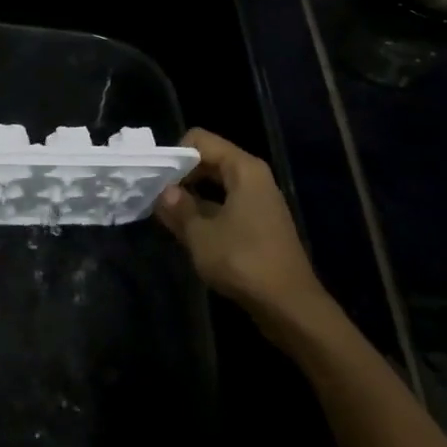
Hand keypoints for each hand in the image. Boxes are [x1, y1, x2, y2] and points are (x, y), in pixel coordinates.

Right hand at [155, 129, 331, 325]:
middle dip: (181, 175)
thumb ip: (178, 208)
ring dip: (192, 195)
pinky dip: (207, 211)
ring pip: (216, 183)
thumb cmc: (243, 262)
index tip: (157, 180)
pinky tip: (189, 231)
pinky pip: (226, 203)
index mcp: (243, 169)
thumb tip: (164, 191)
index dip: (174, 155)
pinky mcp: (260, 223)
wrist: (290, 307)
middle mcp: (254, 177)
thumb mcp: (200, 235)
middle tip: (156, 197)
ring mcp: (259, 200)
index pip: (200, 140)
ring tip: (167, 215)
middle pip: (208, 159)